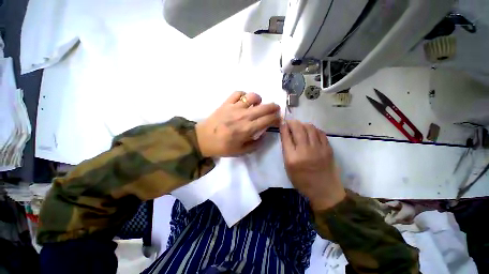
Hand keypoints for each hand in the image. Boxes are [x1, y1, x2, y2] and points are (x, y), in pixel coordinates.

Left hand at [196, 91, 279, 156]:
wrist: (203, 139)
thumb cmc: (222, 147)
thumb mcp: (241, 151)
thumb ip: (255, 144)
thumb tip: (264, 135)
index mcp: (248, 129)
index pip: (268, 120)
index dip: (276, 118)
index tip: (278, 118)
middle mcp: (244, 116)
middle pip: (264, 107)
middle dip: (273, 107)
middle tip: (275, 109)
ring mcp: (235, 107)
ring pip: (252, 96)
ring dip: (259, 99)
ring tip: (257, 104)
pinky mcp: (226, 103)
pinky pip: (238, 93)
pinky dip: (244, 95)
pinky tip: (244, 100)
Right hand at [280, 120, 345, 210]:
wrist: (323, 190)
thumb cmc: (301, 180)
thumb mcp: (288, 167)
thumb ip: (286, 150)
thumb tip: (286, 134)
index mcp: (292, 158)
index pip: (286, 136)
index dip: (283, 127)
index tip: (282, 122)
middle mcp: (305, 150)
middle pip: (298, 128)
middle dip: (292, 122)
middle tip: (290, 122)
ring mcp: (318, 148)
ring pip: (310, 128)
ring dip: (303, 124)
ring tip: (300, 126)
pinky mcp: (328, 148)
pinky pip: (320, 132)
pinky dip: (313, 129)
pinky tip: (310, 131)